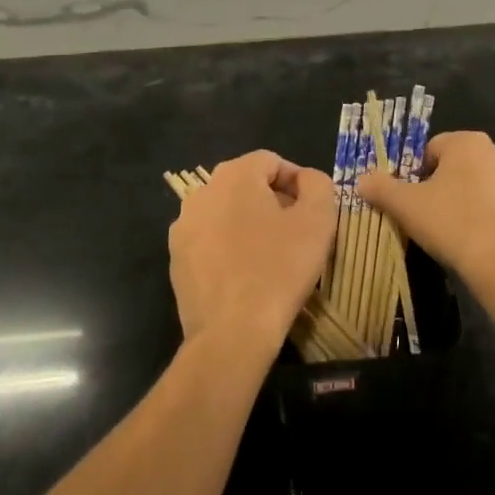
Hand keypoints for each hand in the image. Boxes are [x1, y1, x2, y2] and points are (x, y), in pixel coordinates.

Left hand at [168, 150, 336, 348]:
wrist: (232, 333)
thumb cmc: (279, 269)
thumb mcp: (318, 221)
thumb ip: (317, 185)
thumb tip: (306, 179)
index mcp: (233, 176)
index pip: (270, 161)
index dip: (297, 180)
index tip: (313, 209)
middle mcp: (201, 193)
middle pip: (245, 184)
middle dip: (273, 200)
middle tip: (297, 230)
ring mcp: (183, 227)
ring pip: (226, 212)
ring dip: (250, 223)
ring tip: (273, 253)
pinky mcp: (176, 259)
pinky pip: (210, 240)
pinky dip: (229, 247)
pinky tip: (246, 274)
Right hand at [359, 131, 494, 275]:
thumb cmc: (449, 221)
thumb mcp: (405, 204)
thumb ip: (381, 187)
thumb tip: (362, 180)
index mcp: (468, 143)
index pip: (432, 149)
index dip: (416, 173)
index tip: (411, 198)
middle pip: (458, 166)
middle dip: (443, 186)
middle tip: (428, 214)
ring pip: (482, 187)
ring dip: (467, 202)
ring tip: (452, 231)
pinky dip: (488, 220)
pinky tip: (476, 243)